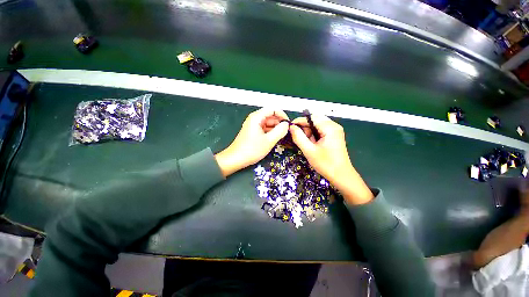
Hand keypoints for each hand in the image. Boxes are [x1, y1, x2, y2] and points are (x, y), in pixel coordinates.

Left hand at [215, 108, 289, 176]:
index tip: (288, 123)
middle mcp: (254, 119)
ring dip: (275, 128)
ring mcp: (253, 126)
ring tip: (282, 136)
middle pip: (270, 116)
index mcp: (257, 117)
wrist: (236, 159)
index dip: (282, 115)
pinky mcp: (253, 132)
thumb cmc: (251, 150)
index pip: (272, 109)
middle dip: (279, 123)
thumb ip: (280, 131)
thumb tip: (286, 125)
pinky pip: (264, 129)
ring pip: (268, 123)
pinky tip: (275, 139)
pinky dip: (271, 132)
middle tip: (287, 132)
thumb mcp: (269, 141)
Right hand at [290, 114, 372, 204]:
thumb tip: (291, 127)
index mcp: (330, 128)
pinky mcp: (334, 136)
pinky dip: (313, 136)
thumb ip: (299, 137)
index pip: (311, 117)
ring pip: (317, 125)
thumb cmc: (325, 164)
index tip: (290, 127)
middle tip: (299, 138)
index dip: (299, 121)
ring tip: (307, 144)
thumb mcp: (309, 151)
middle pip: (315, 120)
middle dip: (305, 127)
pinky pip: (320, 131)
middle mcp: (334, 126)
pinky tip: (312, 144)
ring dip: (309, 132)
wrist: (341, 176)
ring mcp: (335, 131)